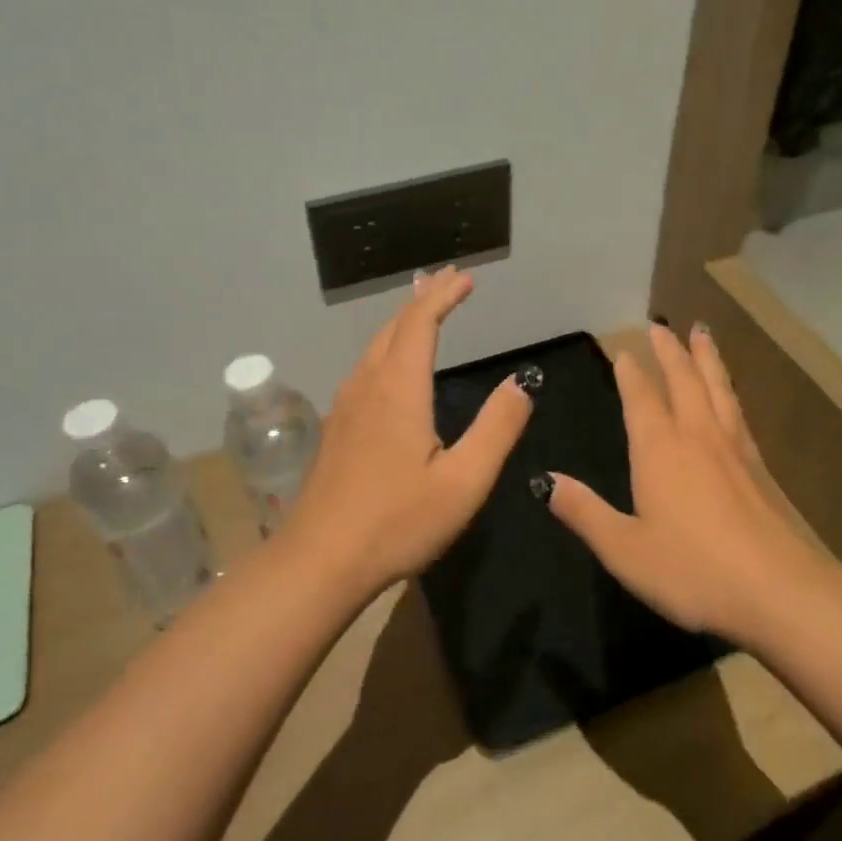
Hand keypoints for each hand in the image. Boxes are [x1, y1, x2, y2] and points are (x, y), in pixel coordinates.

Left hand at [285, 267, 533, 592]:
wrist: (319, 562)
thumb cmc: (397, 522)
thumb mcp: (464, 481)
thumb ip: (497, 428)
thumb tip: (521, 383)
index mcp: (398, 390)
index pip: (419, 323)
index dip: (443, 295)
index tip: (467, 278)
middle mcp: (367, 387)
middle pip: (393, 328)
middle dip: (423, 300)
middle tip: (448, 282)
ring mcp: (345, 408)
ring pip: (374, 348)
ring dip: (402, 323)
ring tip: (424, 312)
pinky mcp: (336, 430)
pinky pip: (365, 370)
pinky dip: (388, 349)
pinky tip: (394, 368)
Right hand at [545, 322, 824, 645]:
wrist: (778, 590)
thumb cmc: (692, 570)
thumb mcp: (624, 549)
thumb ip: (584, 512)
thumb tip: (545, 481)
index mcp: (659, 450)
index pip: (641, 399)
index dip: (631, 373)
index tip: (624, 350)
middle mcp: (697, 437)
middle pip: (683, 380)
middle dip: (669, 351)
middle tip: (660, 325)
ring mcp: (733, 449)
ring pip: (717, 388)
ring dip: (706, 358)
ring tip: (702, 333)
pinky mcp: (759, 467)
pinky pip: (738, 411)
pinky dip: (729, 390)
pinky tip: (731, 395)